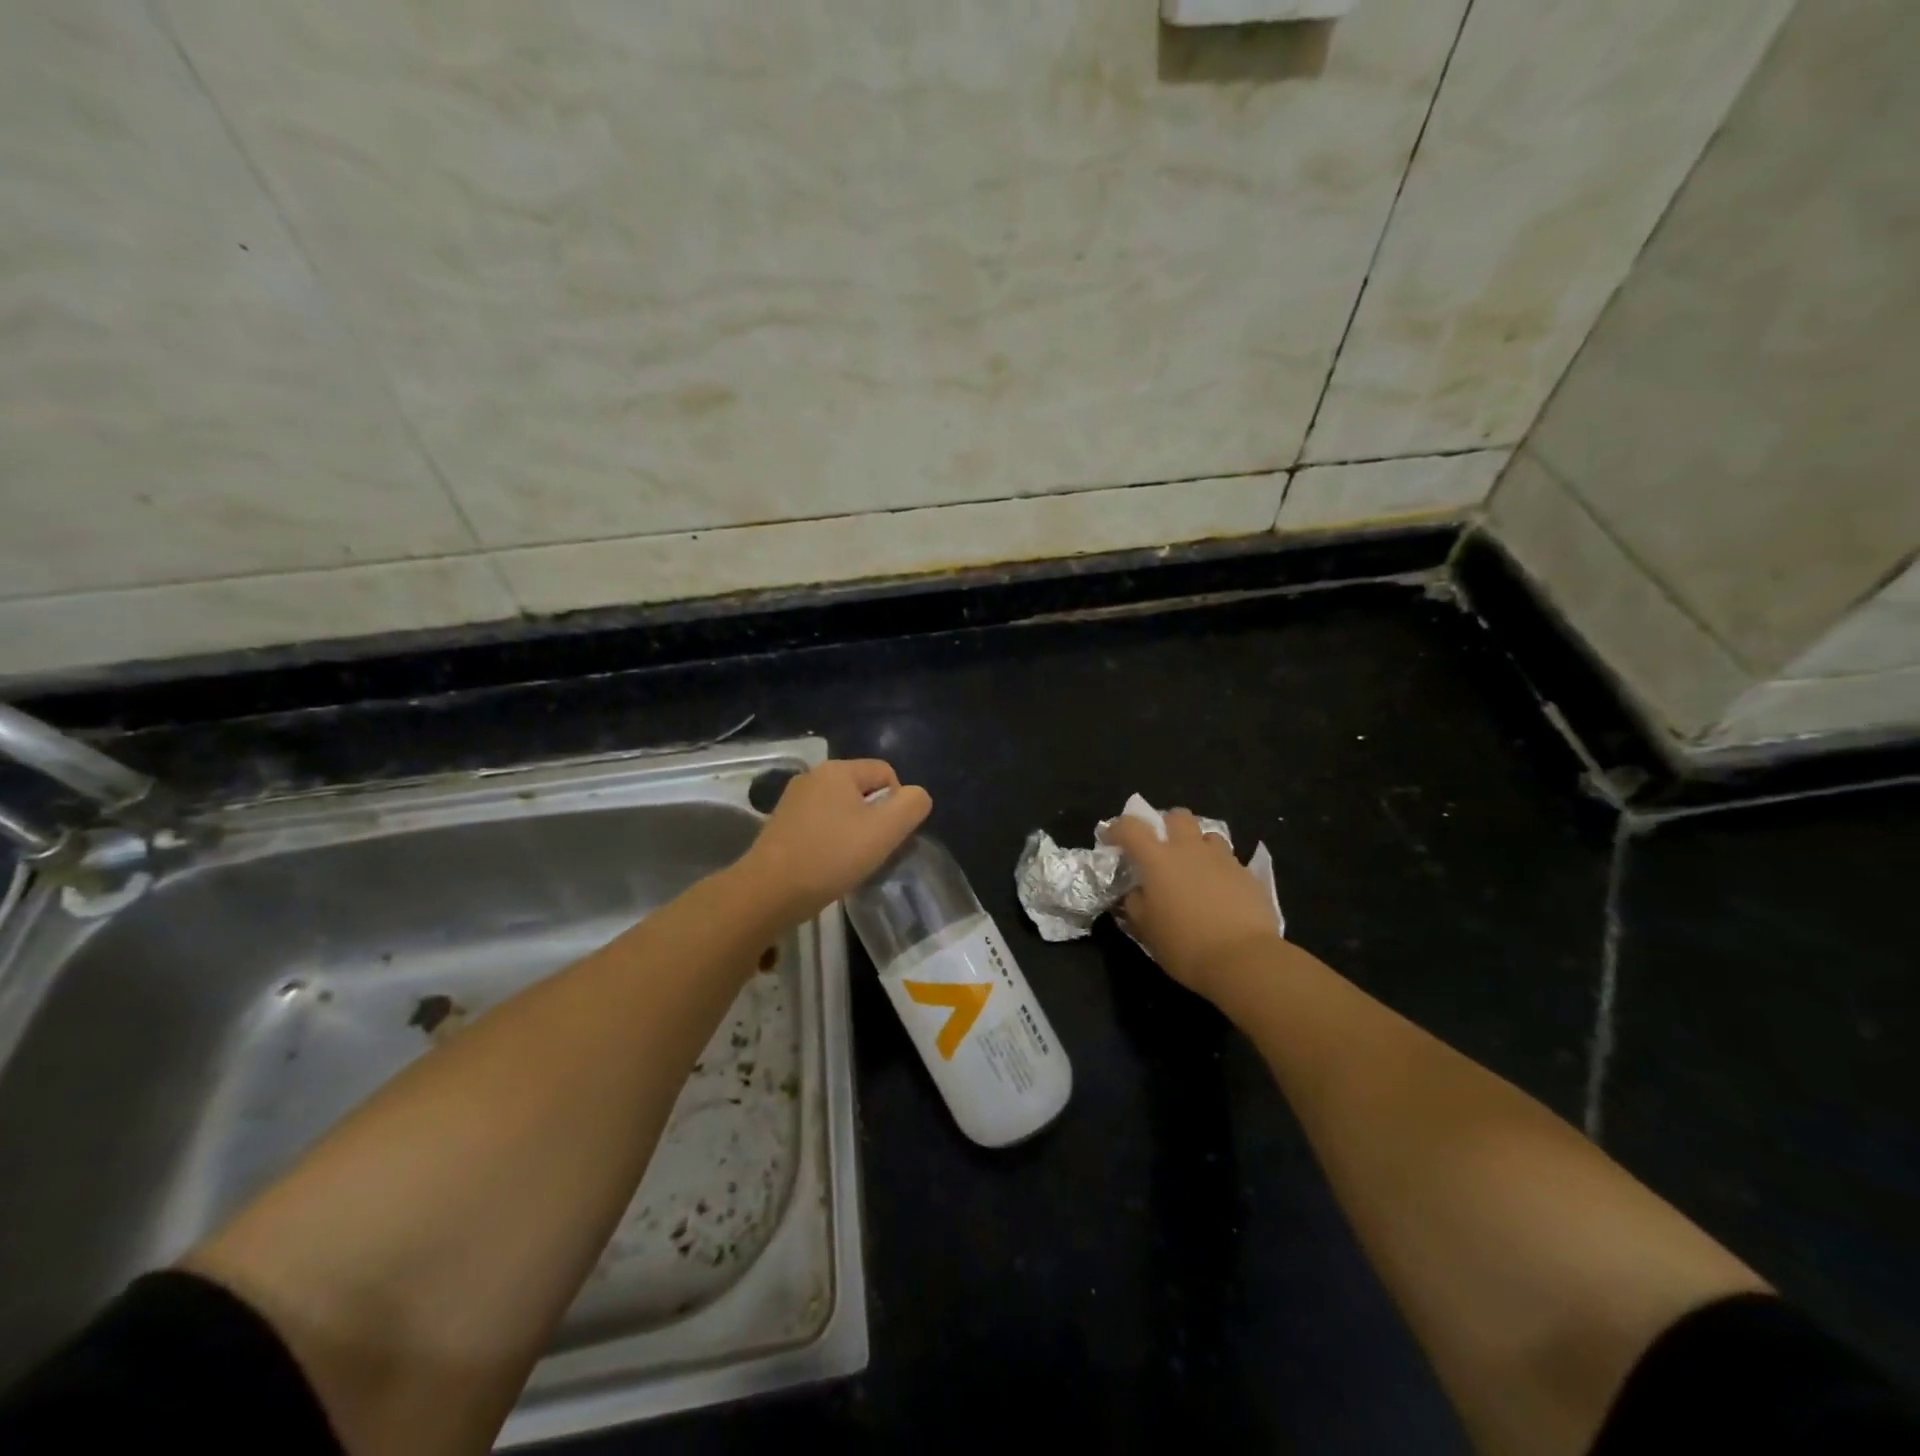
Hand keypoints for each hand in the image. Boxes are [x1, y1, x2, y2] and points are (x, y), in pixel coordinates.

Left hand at [738, 759, 932, 923]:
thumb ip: (911, 806)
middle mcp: (813, 777)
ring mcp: (793, 801)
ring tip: (850, 862)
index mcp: (838, 769)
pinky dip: (830, 842)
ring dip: (853, 832)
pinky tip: (827, 866)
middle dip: (875, 818)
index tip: (890, 836)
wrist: (768, 892)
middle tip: (873, 851)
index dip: (898, 803)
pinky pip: (820, 825)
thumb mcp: (885, 830)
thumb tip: (916, 796)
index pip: (886, 773)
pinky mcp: (780, 825)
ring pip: (841, 810)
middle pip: (863, 790)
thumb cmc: (831, 856)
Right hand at [1104, 809, 1282, 1002]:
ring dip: (1197, 846)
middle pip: (1177, 816)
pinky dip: (1220, 869)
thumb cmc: (1184, 945)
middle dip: (1167, 825)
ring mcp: (1222, 859)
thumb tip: (1136, 892)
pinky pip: (1229, 861)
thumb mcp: (1146, 929)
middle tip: (1162, 849)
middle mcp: (1189, 850)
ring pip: (1207, 835)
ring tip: (1195, 869)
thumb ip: (1135, 903)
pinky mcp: (1247, 874)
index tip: (1112, 839)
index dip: (1117, 828)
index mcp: (1157, 859)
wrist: (1244, 959)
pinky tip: (1220, 892)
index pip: (1131, 827)